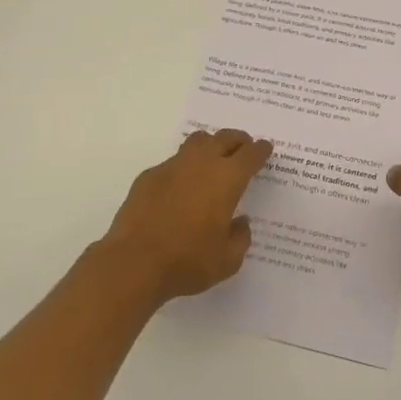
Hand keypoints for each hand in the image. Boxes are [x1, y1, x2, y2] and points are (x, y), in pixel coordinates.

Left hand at [99, 129, 269, 302]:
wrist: (134, 262)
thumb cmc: (188, 260)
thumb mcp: (227, 260)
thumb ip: (240, 237)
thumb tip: (240, 222)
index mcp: (227, 179)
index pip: (250, 154)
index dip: (260, 150)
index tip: (265, 148)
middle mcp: (201, 163)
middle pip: (225, 138)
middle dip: (238, 140)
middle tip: (243, 147)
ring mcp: (173, 166)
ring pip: (197, 142)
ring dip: (210, 145)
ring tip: (213, 158)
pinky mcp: (149, 175)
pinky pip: (173, 162)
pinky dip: (183, 168)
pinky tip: (180, 186)